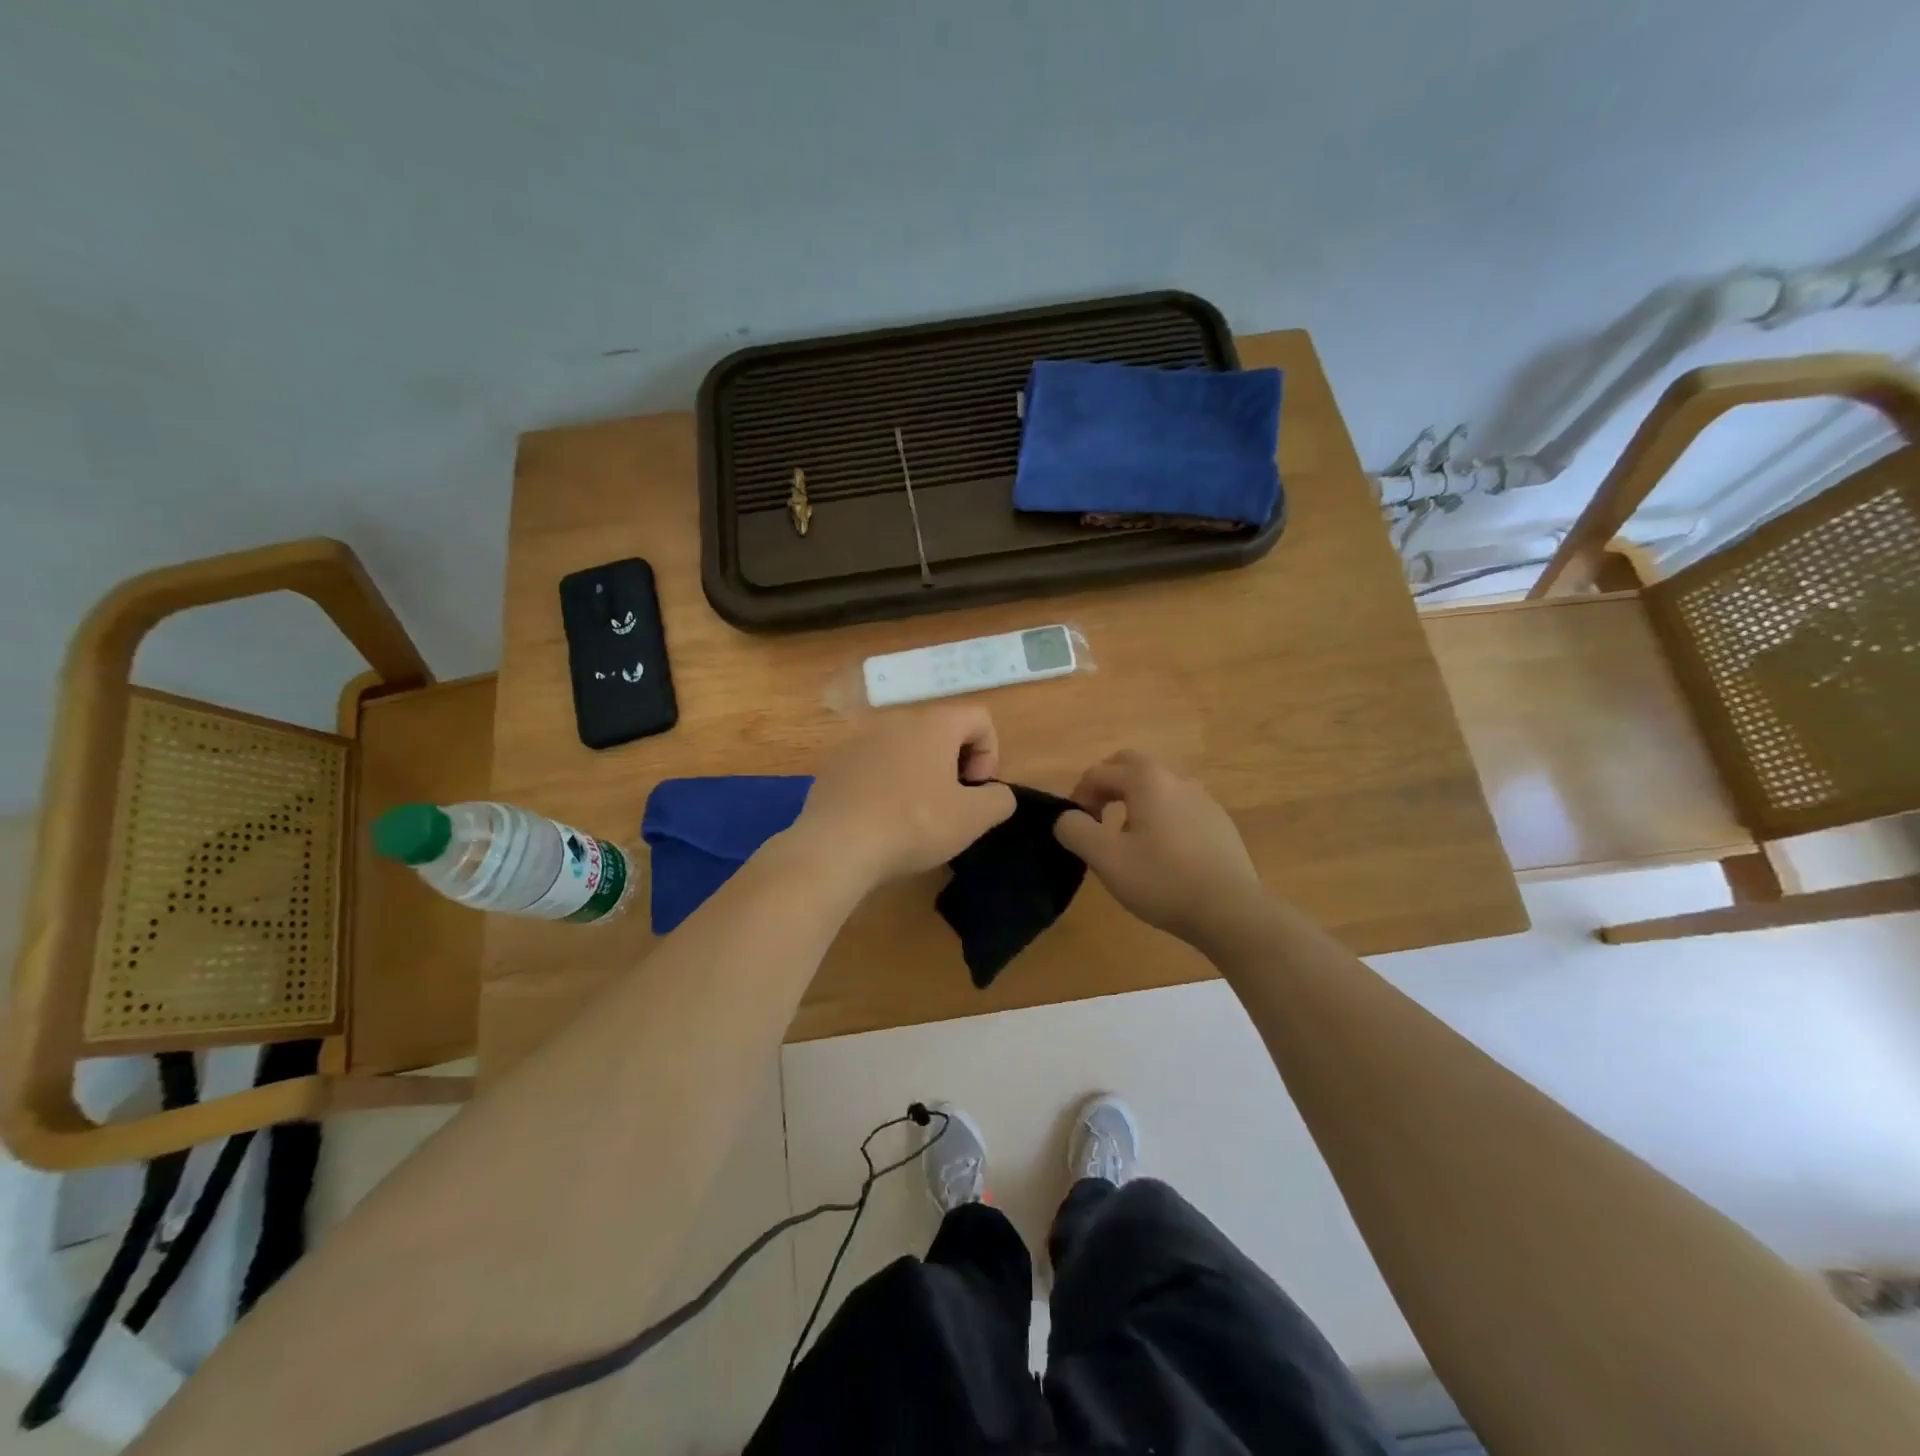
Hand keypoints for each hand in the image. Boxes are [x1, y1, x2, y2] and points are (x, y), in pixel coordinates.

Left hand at [794, 706, 1015, 885]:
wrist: (836, 846)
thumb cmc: (913, 824)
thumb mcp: (973, 818)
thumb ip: (999, 799)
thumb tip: (996, 794)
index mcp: (933, 724)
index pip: (980, 718)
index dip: (990, 754)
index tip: (976, 791)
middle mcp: (896, 721)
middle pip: (941, 732)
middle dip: (955, 766)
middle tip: (951, 806)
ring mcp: (860, 741)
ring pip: (905, 750)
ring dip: (920, 776)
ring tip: (915, 817)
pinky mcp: (835, 765)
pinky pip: (874, 767)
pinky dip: (887, 786)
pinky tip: (881, 821)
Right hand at [1054, 750, 1265, 949]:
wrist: (1230, 910)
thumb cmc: (1162, 880)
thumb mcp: (1106, 859)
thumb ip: (1075, 831)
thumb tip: (1067, 818)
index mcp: (1146, 780)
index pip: (1099, 772)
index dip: (1078, 795)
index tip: (1075, 827)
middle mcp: (1176, 779)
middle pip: (1132, 766)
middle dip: (1107, 784)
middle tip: (1097, 816)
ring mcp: (1203, 799)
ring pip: (1158, 786)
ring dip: (1135, 800)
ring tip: (1128, 837)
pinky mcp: (1219, 823)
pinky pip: (1180, 807)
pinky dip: (1161, 816)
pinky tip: (1163, 853)